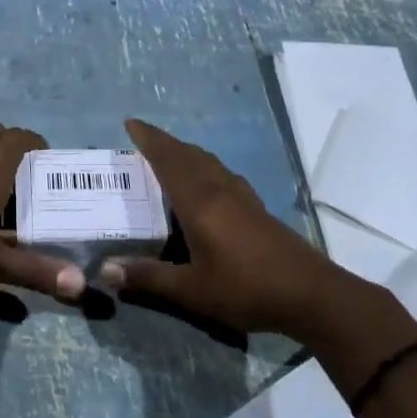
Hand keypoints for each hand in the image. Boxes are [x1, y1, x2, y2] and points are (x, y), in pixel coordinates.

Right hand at [96, 119, 350, 338]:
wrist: (310, 294)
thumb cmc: (246, 288)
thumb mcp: (192, 290)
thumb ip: (149, 278)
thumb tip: (106, 270)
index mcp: (200, 202)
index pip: (168, 160)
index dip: (149, 139)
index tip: (130, 123)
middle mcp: (220, 190)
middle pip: (189, 154)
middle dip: (164, 143)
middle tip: (142, 140)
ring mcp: (243, 197)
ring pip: (209, 162)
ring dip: (186, 153)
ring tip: (169, 157)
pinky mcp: (257, 208)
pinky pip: (223, 174)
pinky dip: (205, 167)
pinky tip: (206, 185)